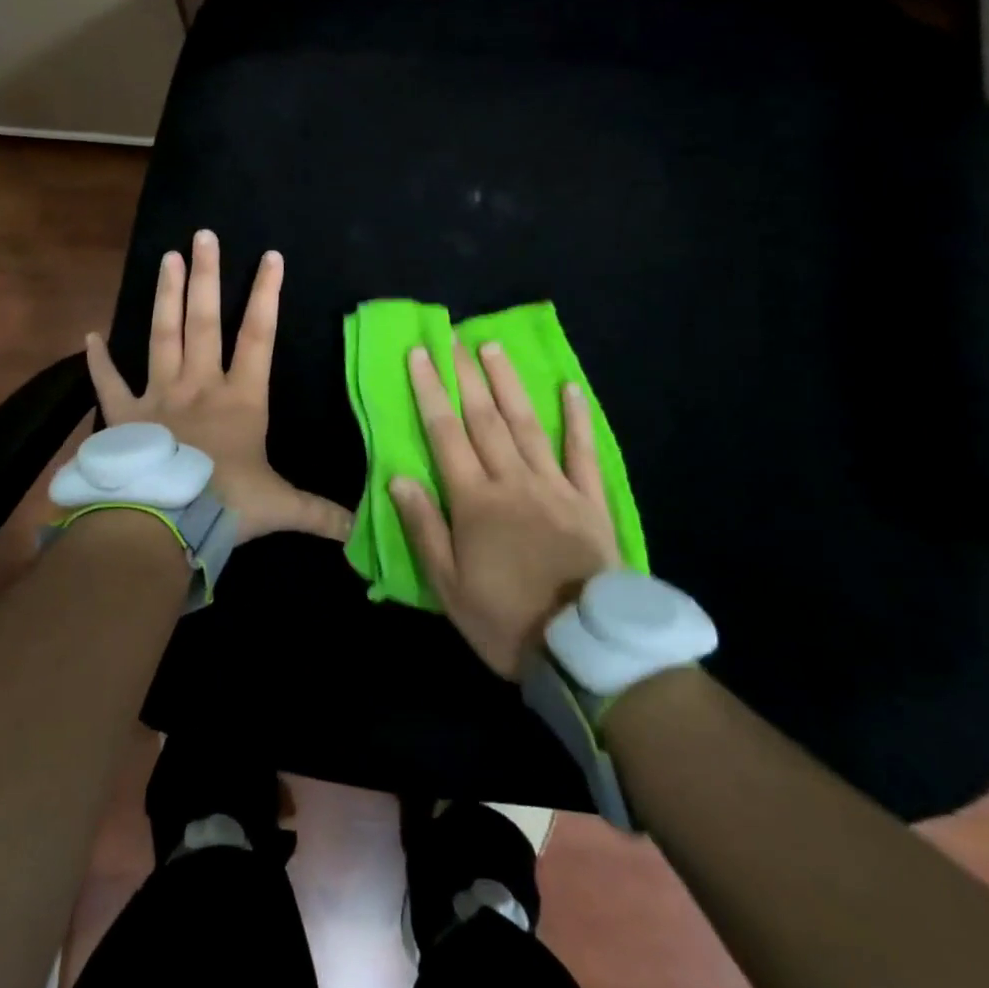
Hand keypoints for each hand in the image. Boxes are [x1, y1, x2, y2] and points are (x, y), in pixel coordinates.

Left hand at [84, 229, 350, 544]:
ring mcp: (159, 396)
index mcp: (240, 398)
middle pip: (204, 321)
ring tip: (166, 259)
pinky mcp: (124, 416)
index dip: (267, 295)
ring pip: (163, 336)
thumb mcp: (279, 507)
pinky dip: (98, 360)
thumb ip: (319, 513)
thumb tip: (359, 528)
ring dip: (166, 297)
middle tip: (203, 236)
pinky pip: (109, 383)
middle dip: (207, 276)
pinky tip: (89, 336)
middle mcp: (199, 385)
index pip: (258, 336)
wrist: (162, 520)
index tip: (270, 257)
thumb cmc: (224, 504)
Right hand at [389, 341, 622, 675]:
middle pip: (485, 418)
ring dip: (508, 383)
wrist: (584, 649)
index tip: (420, 354)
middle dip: (466, 375)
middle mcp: (513, 481)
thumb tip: (398, 477)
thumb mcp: (448, 586)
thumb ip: (424, 528)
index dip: (431, 390)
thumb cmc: (505, 620)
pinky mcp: (590, 501)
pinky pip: (583, 452)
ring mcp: (555, 486)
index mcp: (475, 501)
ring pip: (527, 424)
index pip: (445, 433)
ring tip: (493, 348)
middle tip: (455, 338)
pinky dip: (577, 418)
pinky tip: (570, 388)